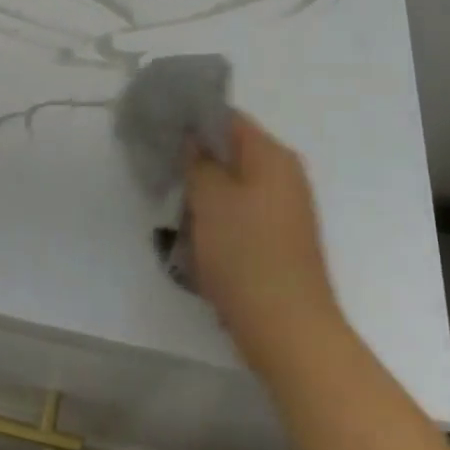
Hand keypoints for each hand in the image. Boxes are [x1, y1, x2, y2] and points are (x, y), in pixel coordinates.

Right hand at [187, 114, 340, 370]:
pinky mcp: (281, 240)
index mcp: (272, 156)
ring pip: (235, 186)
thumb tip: (192, 137)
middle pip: (232, 152)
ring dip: (205, 195)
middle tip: (163, 171)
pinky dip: (220, 219)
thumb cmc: (246, 255)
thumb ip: (197, 160)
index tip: (161, 130)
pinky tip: (197, 240)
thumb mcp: (210, 199)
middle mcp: (285, 175)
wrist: (289, 332)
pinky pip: (243, 214)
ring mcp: (286, 210)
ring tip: (175, 209)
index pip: (227, 118)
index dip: (192, 119)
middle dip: (196, 161)